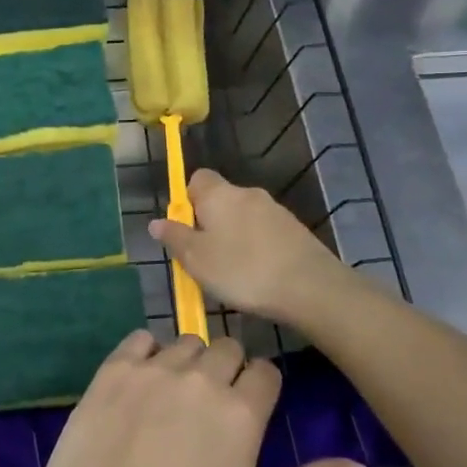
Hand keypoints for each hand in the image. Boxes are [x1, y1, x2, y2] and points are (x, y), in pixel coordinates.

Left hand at [26, 330, 364, 466]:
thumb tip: (356, 465)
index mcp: (241, 411)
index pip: (265, 372)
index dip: (260, 389)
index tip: (248, 412)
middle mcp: (202, 376)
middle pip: (227, 348)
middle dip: (227, 370)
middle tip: (211, 407)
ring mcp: (156, 366)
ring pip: (186, 341)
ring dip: (188, 360)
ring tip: (175, 396)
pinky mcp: (116, 366)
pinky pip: (141, 338)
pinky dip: (147, 352)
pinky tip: (142, 380)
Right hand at [150, 169, 354, 323]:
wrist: (310, 287)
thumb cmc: (243, 270)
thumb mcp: (197, 260)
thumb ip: (175, 238)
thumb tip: (157, 222)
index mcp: (219, 194)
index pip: (197, 178)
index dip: (187, 200)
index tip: (184, 229)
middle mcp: (247, 193)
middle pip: (220, 199)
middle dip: (210, 222)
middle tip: (204, 257)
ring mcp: (275, 210)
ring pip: (243, 217)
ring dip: (234, 236)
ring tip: (232, 272)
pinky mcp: (295, 230)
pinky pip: (264, 232)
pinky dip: (257, 247)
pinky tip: (258, 275)